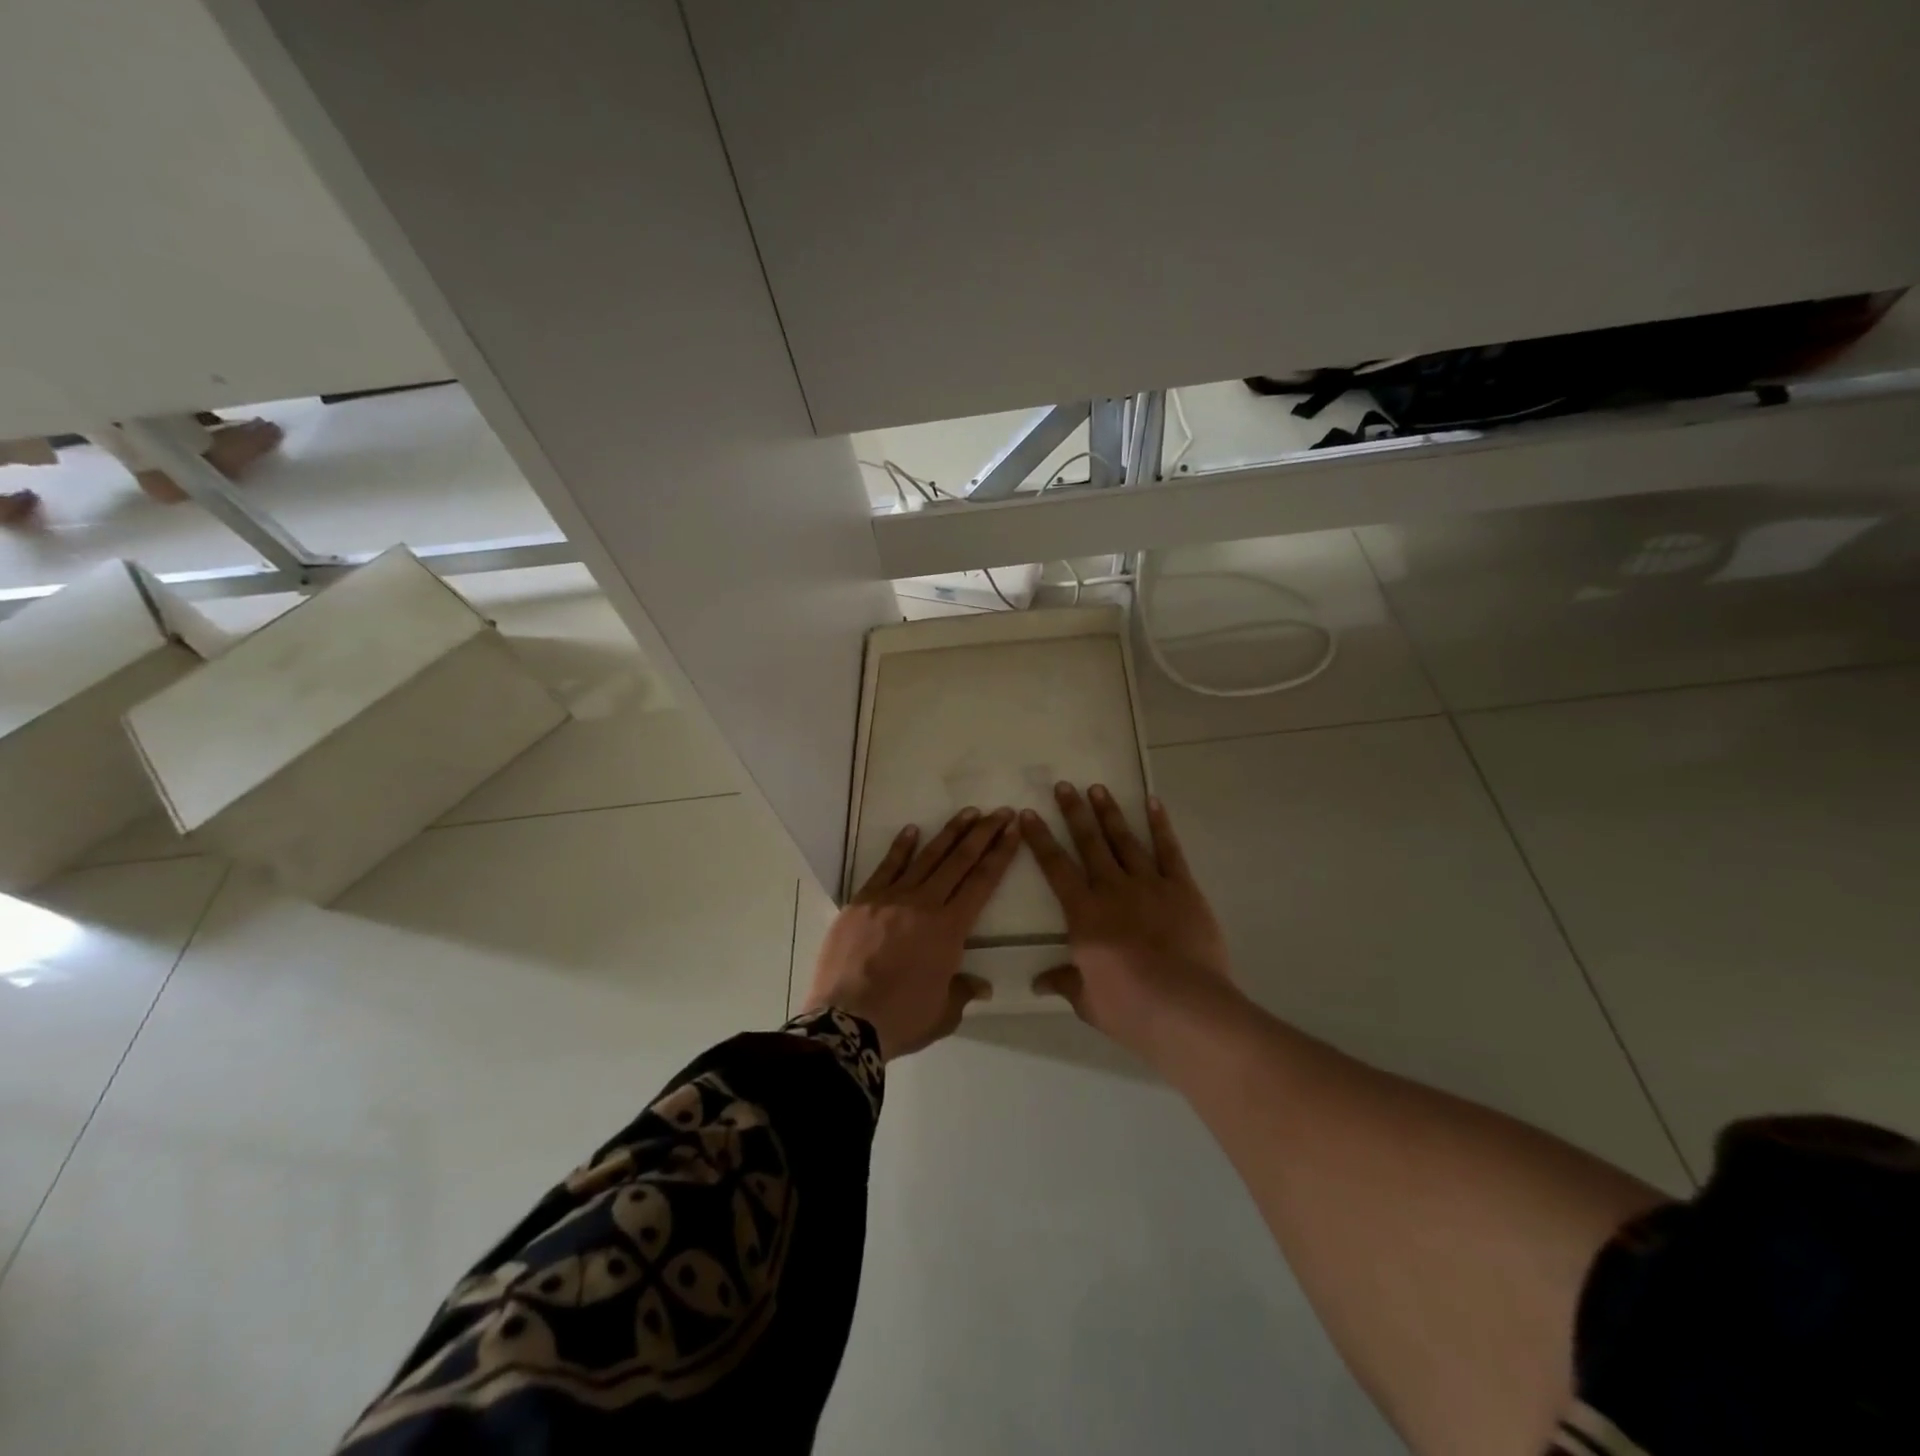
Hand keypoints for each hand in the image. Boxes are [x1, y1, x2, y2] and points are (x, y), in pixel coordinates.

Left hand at [805, 807, 1017, 1059]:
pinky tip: (912, 830)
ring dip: (950, 833)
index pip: (982, 882)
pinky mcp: (862, 901)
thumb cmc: (901, 1019)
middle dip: (983, 834)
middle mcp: (924, 904)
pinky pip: (886, 867)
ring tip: (968, 812)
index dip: (1000, 854)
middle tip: (1000, 812)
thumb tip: (981, 985)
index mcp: (950, 929)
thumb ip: (963, 992)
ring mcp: (891, 898)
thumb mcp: (943, 1012)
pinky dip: (900, 848)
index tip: (1013, 830)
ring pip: (926, 857)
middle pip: (959, 861)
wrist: (845, 1022)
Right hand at [1020, 783, 1240, 1063]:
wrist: (1186, 1007)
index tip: (1028, 814)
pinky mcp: (1182, 889)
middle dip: (1074, 813)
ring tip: (1098, 788)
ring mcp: (1149, 885)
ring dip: (1110, 813)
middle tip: (1064, 786)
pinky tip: (1152, 803)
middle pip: (1089, 843)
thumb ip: (1065, 982)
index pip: (1055, 868)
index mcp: (1084, 914)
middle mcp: (1112, 889)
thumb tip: (1037, 983)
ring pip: (1125, 840)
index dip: (1040, 839)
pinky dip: (1160, 825)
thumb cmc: (1130, 1008)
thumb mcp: (1088, 1001)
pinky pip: (1169, 851)